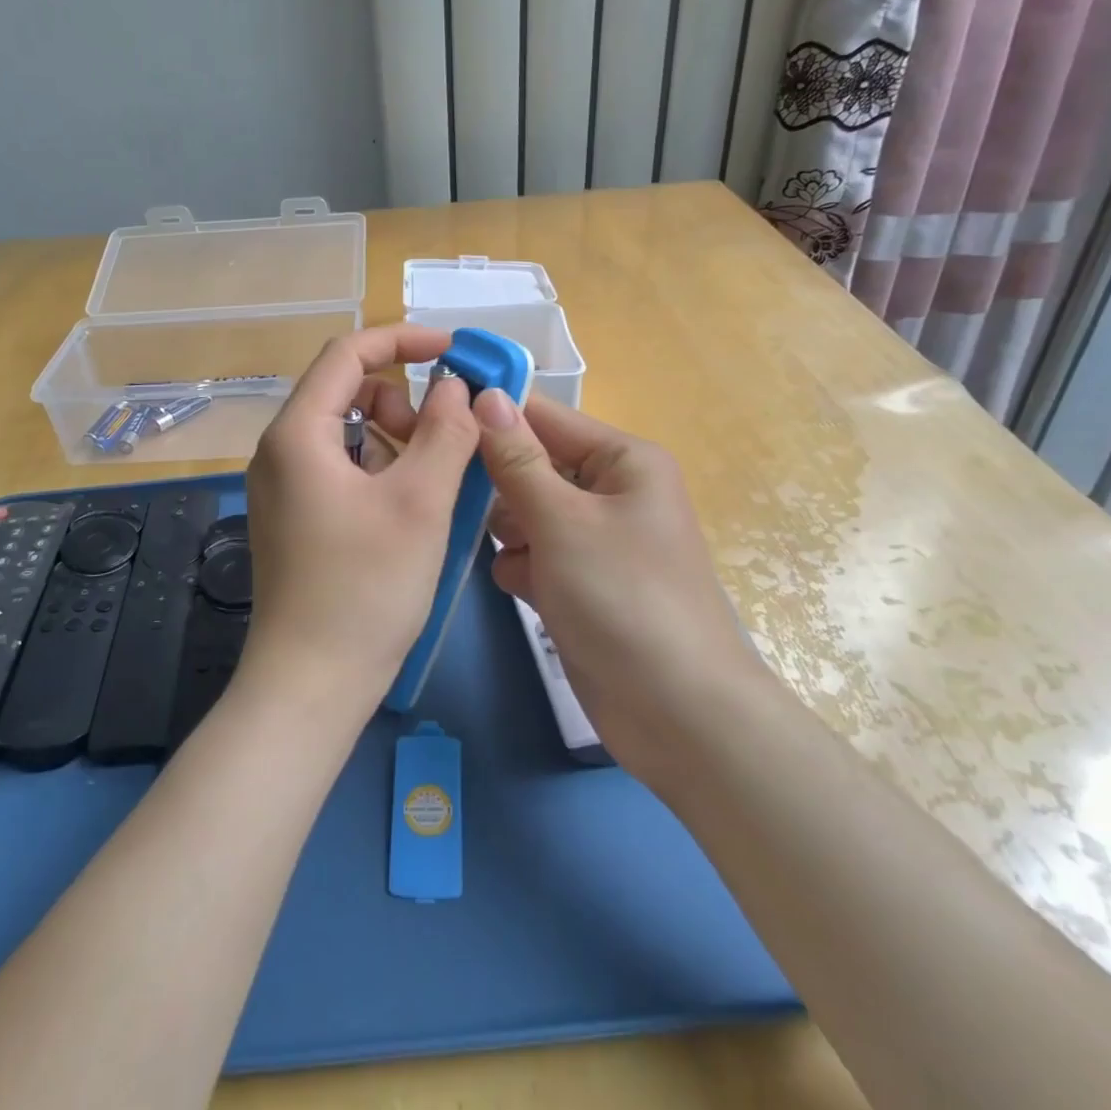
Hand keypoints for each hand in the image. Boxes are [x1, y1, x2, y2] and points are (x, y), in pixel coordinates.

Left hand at [238, 326, 480, 717]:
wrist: (311, 683)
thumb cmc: (366, 589)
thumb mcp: (419, 503)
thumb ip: (445, 432)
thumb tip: (457, 388)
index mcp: (298, 433)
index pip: (347, 354)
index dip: (402, 340)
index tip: (452, 351)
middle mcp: (280, 450)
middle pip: (344, 390)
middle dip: (401, 398)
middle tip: (443, 436)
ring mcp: (283, 486)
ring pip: (346, 431)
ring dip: (394, 436)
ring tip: (431, 478)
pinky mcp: (294, 516)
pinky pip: (340, 466)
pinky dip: (379, 467)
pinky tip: (408, 505)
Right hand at [476, 390, 760, 772]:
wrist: (676, 713)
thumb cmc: (622, 598)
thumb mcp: (562, 520)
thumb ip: (517, 458)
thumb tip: (486, 395)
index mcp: (622, 461)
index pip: (545, 416)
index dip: (493, 414)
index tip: (435, 416)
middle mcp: (611, 491)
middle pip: (533, 464)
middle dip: (500, 485)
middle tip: (460, 499)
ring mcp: (596, 540)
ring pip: (527, 511)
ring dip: (509, 530)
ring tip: (511, 553)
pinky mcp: (581, 582)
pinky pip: (534, 553)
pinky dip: (522, 566)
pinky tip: (524, 588)